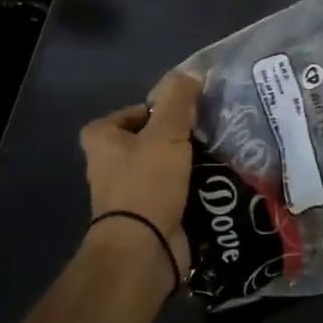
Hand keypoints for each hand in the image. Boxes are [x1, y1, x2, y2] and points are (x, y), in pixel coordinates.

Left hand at [79, 71, 201, 283]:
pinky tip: (219, 182)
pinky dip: (193, 190)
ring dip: (187, 164)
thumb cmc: (147, 183)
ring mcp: (130, 197)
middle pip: (144, 143)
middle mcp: (110, 169)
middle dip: (172, 138)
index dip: (144, 111)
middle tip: (205, 130)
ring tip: (219, 153)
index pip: (119, 117)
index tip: (176, 111)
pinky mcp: (151, 219)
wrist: (145, 248)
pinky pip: (175, 195)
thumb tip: (192, 73)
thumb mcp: (166, 132)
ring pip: (162, 170)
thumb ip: (179, 100)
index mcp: (102, 144)